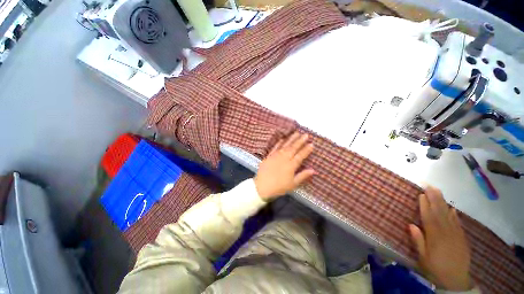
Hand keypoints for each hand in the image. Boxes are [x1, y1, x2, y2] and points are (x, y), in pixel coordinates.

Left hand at [254, 132, 315, 200]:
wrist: (262, 187)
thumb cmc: (279, 187)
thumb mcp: (292, 184)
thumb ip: (302, 176)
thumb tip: (313, 170)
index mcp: (291, 165)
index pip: (301, 155)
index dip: (306, 150)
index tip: (312, 144)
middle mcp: (284, 158)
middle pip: (293, 148)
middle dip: (300, 141)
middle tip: (306, 135)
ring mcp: (276, 156)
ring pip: (285, 145)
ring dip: (291, 139)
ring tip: (296, 133)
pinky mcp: (269, 156)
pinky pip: (275, 147)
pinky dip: (279, 143)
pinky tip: (283, 138)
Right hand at [409, 187, 472, 290]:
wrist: (457, 280)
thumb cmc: (436, 268)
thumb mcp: (423, 258)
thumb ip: (418, 241)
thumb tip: (411, 224)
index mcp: (435, 237)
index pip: (429, 217)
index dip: (425, 205)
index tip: (421, 194)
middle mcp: (446, 232)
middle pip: (440, 212)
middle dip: (434, 198)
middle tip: (429, 186)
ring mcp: (456, 234)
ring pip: (449, 215)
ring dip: (443, 202)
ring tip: (438, 192)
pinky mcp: (462, 237)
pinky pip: (457, 222)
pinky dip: (454, 214)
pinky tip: (452, 208)